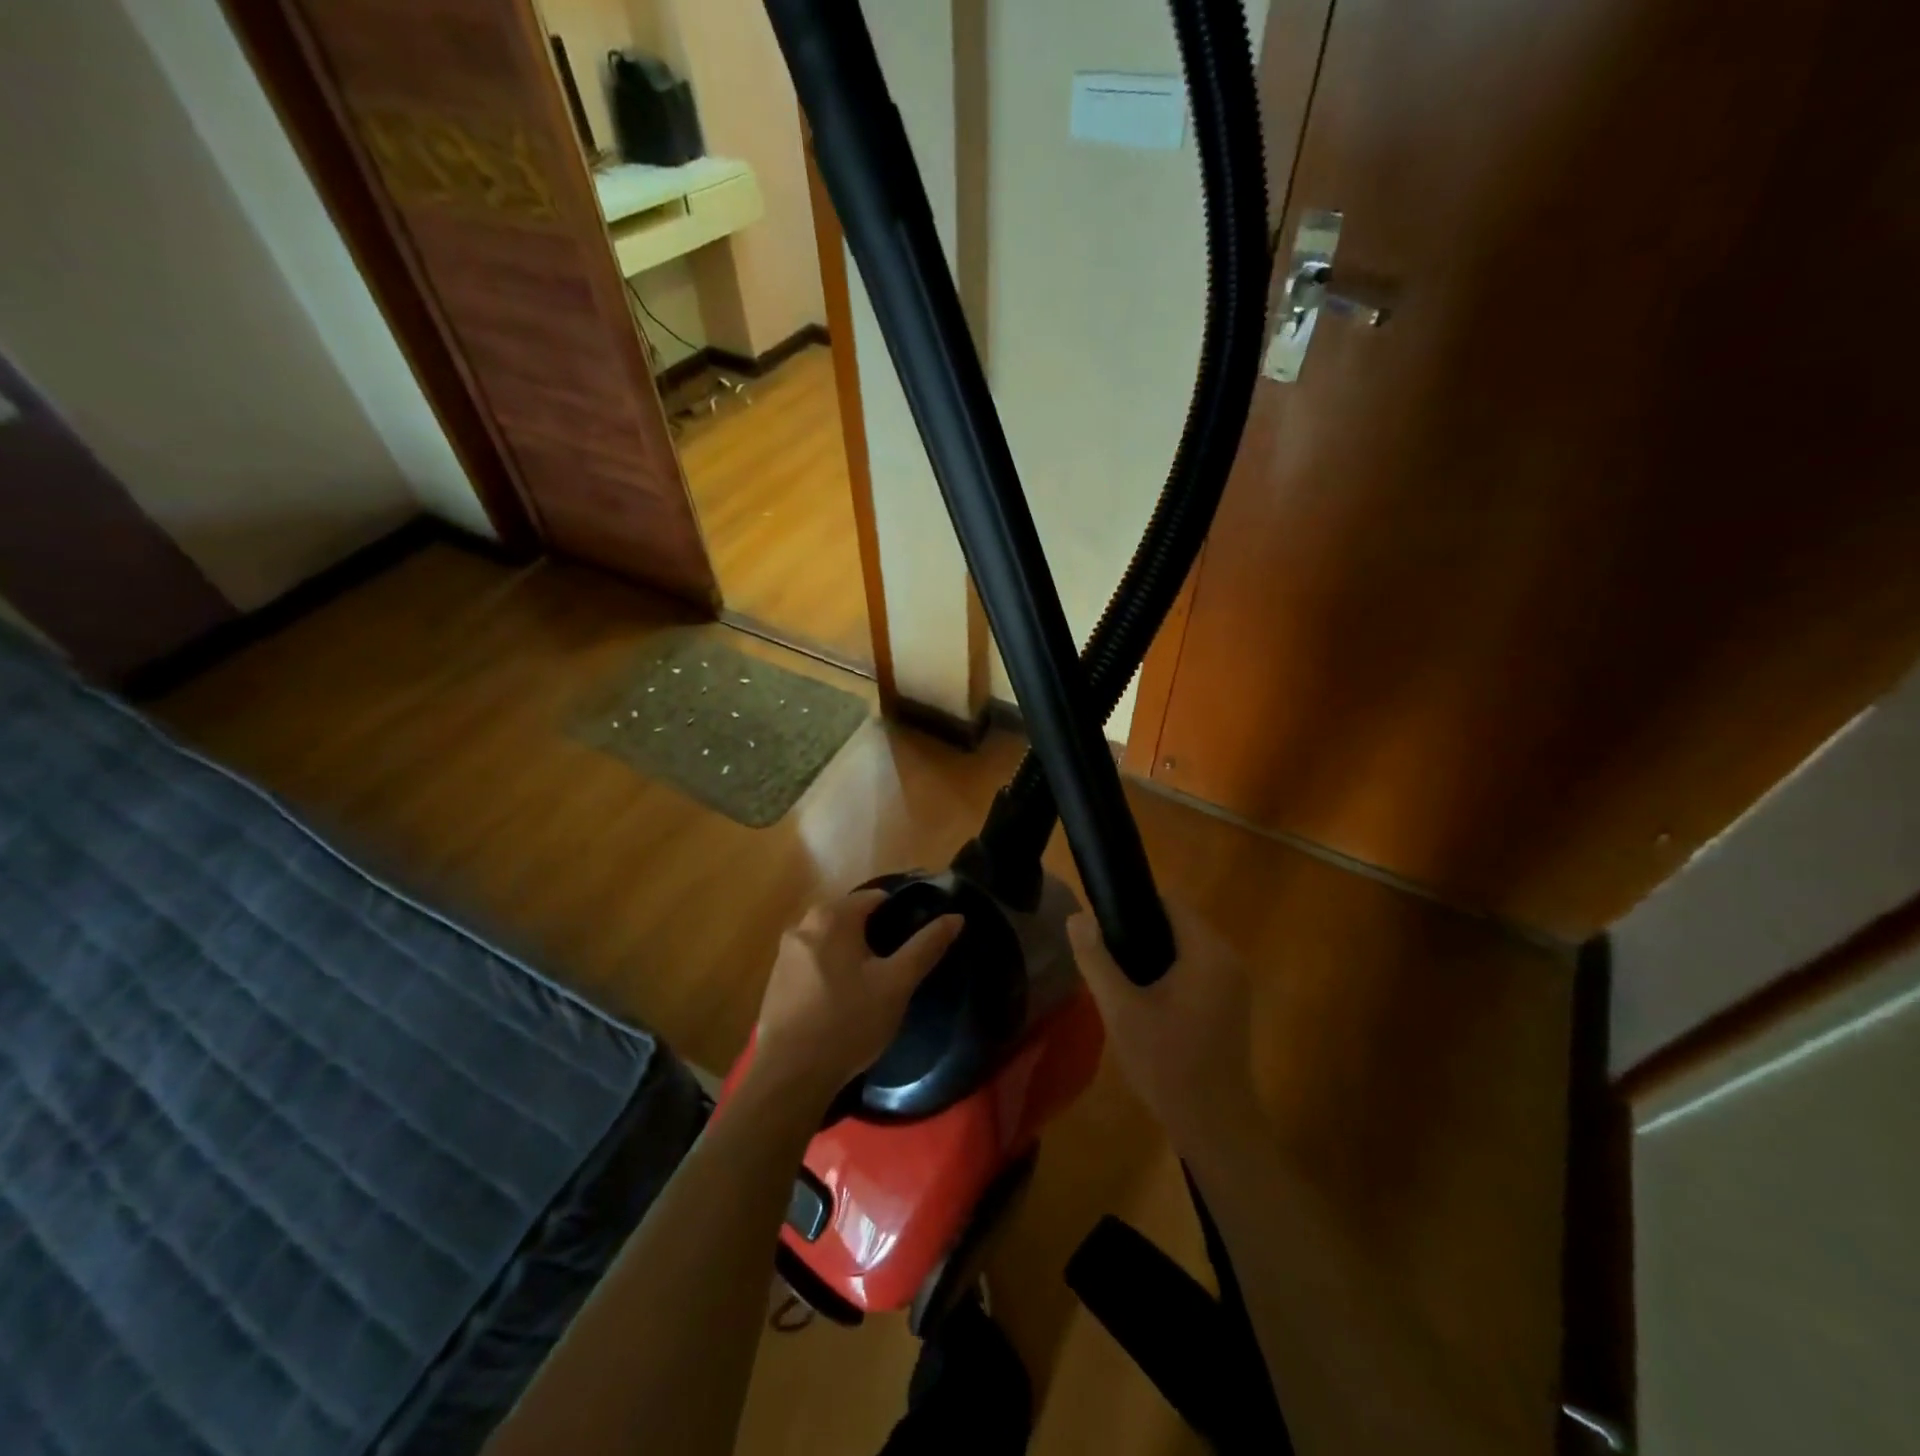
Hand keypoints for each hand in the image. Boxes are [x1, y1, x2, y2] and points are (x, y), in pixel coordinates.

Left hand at [751, 889, 962, 1104]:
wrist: (790, 1075)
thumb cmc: (849, 1022)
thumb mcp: (897, 983)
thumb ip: (926, 946)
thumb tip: (956, 917)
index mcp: (832, 916)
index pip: (876, 897)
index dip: (902, 912)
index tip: (919, 936)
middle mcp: (803, 925)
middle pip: (851, 916)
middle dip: (876, 933)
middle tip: (899, 963)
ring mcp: (785, 953)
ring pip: (831, 940)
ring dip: (852, 952)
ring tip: (875, 982)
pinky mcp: (776, 980)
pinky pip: (813, 961)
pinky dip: (831, 969)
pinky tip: (844, 999)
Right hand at [1069, 901, 1260, 1150]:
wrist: (1214, 1126)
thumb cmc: (1167, 1064)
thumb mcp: (1121, 1009)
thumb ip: (1096, 959)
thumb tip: (1077, 917)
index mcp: (1207, 951)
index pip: (1168, 902)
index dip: (1132, 907)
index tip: (1104, 928)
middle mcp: (1228, 958)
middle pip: (1177, 925)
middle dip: (1140, 934)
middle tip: (1106, 959)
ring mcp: (1234, 983)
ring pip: (1185, 950)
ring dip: (1154, 957)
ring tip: (1119, 981)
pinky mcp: (1231, 1005)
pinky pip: (1196, 971)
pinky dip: (1171, 976)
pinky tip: (1145, 1003)